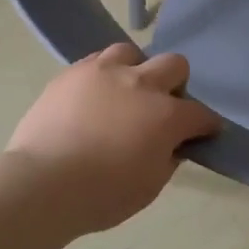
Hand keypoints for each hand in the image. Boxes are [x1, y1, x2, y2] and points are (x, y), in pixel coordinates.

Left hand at [5, 44, 219, 234]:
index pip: (200, 114)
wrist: (42, 183)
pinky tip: (95, 94)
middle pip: (174, 65)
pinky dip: (104, 74)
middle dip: (176, 84)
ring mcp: (104, 72)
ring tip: (125, 91)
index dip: (206, 125)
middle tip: (163, 106)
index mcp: (166, 116)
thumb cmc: (101, 196)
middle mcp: (141, 83)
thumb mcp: (149, 188)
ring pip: (132, 52)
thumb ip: (167, 159)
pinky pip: (96, 60)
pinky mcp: (73, 72)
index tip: (204, 133)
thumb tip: (171, 145)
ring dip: (136, 69)